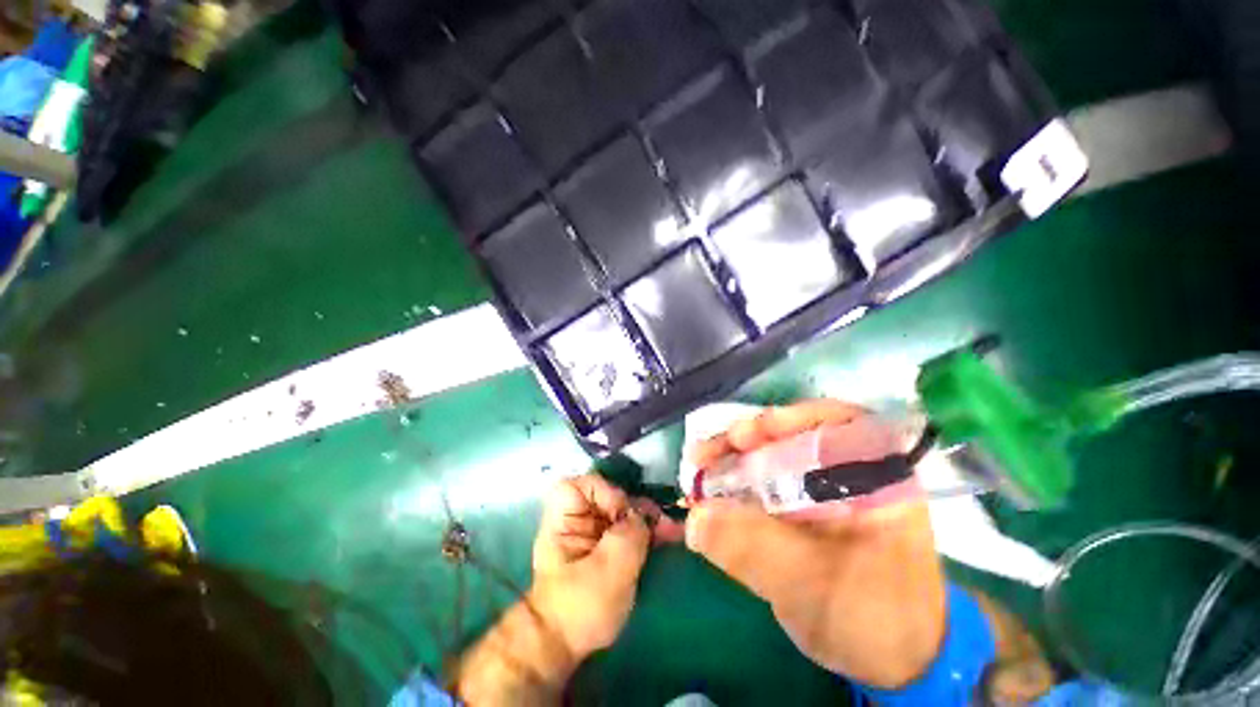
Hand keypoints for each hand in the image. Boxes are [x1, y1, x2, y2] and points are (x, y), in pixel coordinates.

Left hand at [530, 473, 672, 660]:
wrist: (563, 647)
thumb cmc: (580, 606)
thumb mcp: (609, 569)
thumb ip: (629, 534)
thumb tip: (642, 516)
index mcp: (564, 518)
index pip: (583, 484)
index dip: (606, 492)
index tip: (622, 515)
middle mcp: (577, 518)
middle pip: (609, 496)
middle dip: (637, 508)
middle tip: (662, 522)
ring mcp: (590, 531)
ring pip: (622, 512)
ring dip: (646, 520)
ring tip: (670, 532)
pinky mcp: (603, 546)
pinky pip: (625, 528)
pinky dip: (644, 532)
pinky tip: (663, 538)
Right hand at [685, 400, 947, 688]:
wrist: (891, 662)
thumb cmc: (871, 621)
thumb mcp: (812, 585)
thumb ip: (753, 548)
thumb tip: (695, 517)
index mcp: (877, 477)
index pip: (836, 421)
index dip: (787, 419)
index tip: (745, 435)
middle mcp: (851, 471)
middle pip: (794, 435)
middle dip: (747, 439)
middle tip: (709, 452)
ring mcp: (826, 488)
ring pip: (775, 455)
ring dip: (735, 458)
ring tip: (702, 466)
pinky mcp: (805, 507)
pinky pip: (767, 482)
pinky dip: (738, 481)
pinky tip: (714, 489)